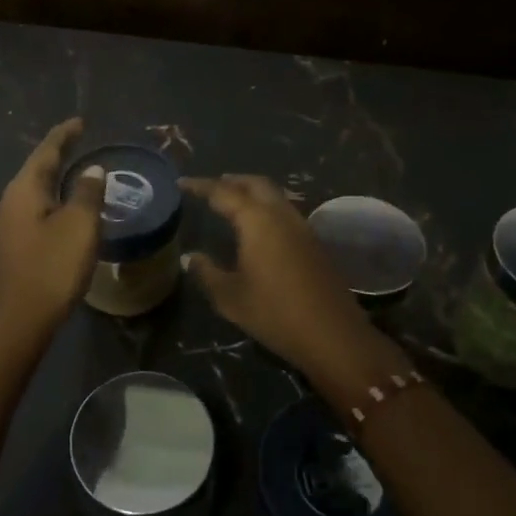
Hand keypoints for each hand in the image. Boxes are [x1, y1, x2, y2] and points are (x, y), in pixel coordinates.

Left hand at [0, 118, 105, 339]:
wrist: (22, 320)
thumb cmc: (52, 267)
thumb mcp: (79, 226)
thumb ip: (87, 193)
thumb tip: (92, 170)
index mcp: (24, 190)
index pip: (46, 152)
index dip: (64, 135)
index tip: (81, 122)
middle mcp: (12, 201)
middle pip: (38, 168)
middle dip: (60, 154)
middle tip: (83, 141)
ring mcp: (10, 224)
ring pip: (37, 190)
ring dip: (58, 178)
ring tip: (80, 170)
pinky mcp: (16, 244)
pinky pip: (38, 209)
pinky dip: (56, 199)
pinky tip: (69, 207)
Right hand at [181, 174, 379, 377]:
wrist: (333, 335)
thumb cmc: (275, 313)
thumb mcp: (230, 297)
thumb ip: (207, 272)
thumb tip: (190, 257)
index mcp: (257, 221)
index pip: (223, 192)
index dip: (201, 185)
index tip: (182, 183)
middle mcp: (281, 215)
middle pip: (255, 184)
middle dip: (232, 181)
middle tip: (211, 186)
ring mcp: (302, 227)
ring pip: (275, 196)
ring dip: (252, 192)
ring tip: (233, 201)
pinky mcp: (314, 243)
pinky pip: (285, 212)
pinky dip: (267, 208)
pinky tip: (259, 227)